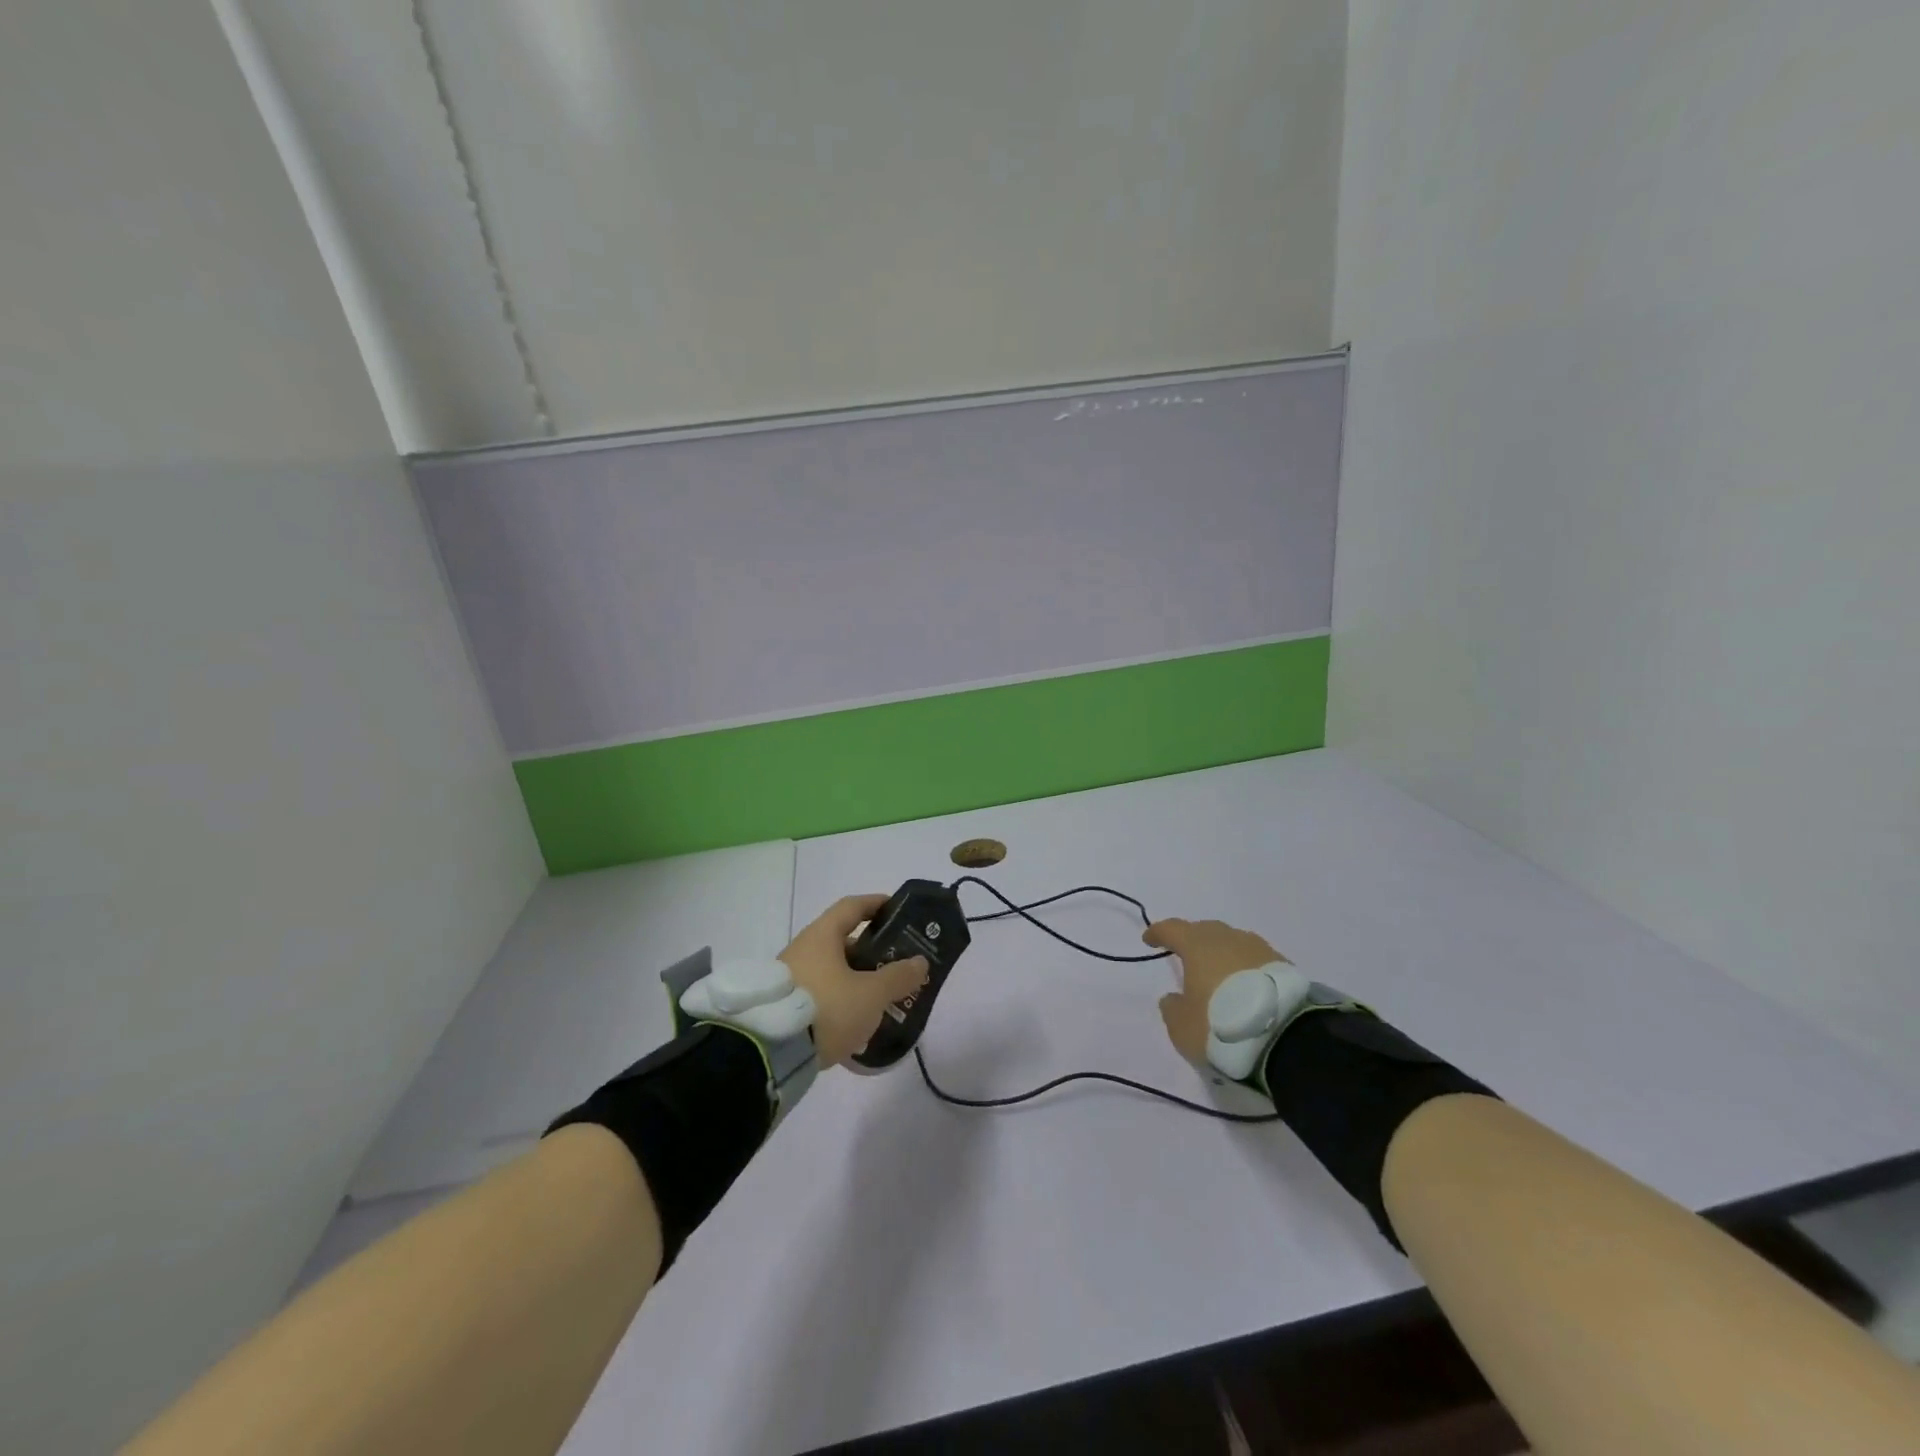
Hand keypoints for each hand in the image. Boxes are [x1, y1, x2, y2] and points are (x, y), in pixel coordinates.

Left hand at [781, 895, 929, 1066]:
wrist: (771, 1052)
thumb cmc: (827, 1008)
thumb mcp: (871, 994)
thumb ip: (898, 977)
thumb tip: (920, 962)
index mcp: (821, 936)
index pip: (852, 907)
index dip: (876, 904)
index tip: (897, 910)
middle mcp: (802, 949)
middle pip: (842, 941)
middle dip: (871, 952)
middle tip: (895, 965)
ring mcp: (790, 978)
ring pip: (832, 971)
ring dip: (856, 980)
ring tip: (881, 999)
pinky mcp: (783, 1006)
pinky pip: (820, 994)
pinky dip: (840, 1001)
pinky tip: (857, 1023)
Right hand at [1143, 919, 1289, 1061]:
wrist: (1287, 1038)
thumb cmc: (1222, 1026)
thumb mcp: (1183, 1027)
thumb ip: (1172, 1008)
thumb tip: (1173, 997)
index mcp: (1197, 946)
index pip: (1172, 929)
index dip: (1159, 933)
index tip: (1150, 938)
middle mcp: (1227, 939)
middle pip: (1204, 930)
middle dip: (1192, 939)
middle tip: (1185, 954)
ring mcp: (1258, 949)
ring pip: (1233, 942)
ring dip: (1221, 952)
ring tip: (1218, 971)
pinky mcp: (1284, 965)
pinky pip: (1255, 958)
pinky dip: (1245, 966)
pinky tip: (1246, 984)